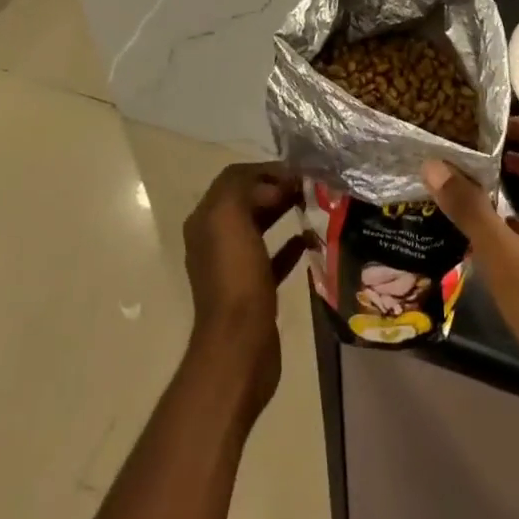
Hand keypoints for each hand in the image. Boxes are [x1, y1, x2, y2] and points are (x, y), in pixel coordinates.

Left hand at [181, 162, 309, 420]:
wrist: (240, 348)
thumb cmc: (236, 279)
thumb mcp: (230, 218)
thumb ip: (242, 187)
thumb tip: (271, 184)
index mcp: (205, 220)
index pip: (234, 178)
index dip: (264, 170)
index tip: (296, 172)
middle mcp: (214, 239)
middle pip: (247, 200)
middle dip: (276, 188)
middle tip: (309, 186)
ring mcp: (233, 266)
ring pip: (260, 226)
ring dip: (283, 211)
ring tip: (313, 204)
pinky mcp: (253, 289)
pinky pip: (272, 257)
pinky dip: (289, 245)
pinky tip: (310, 239)